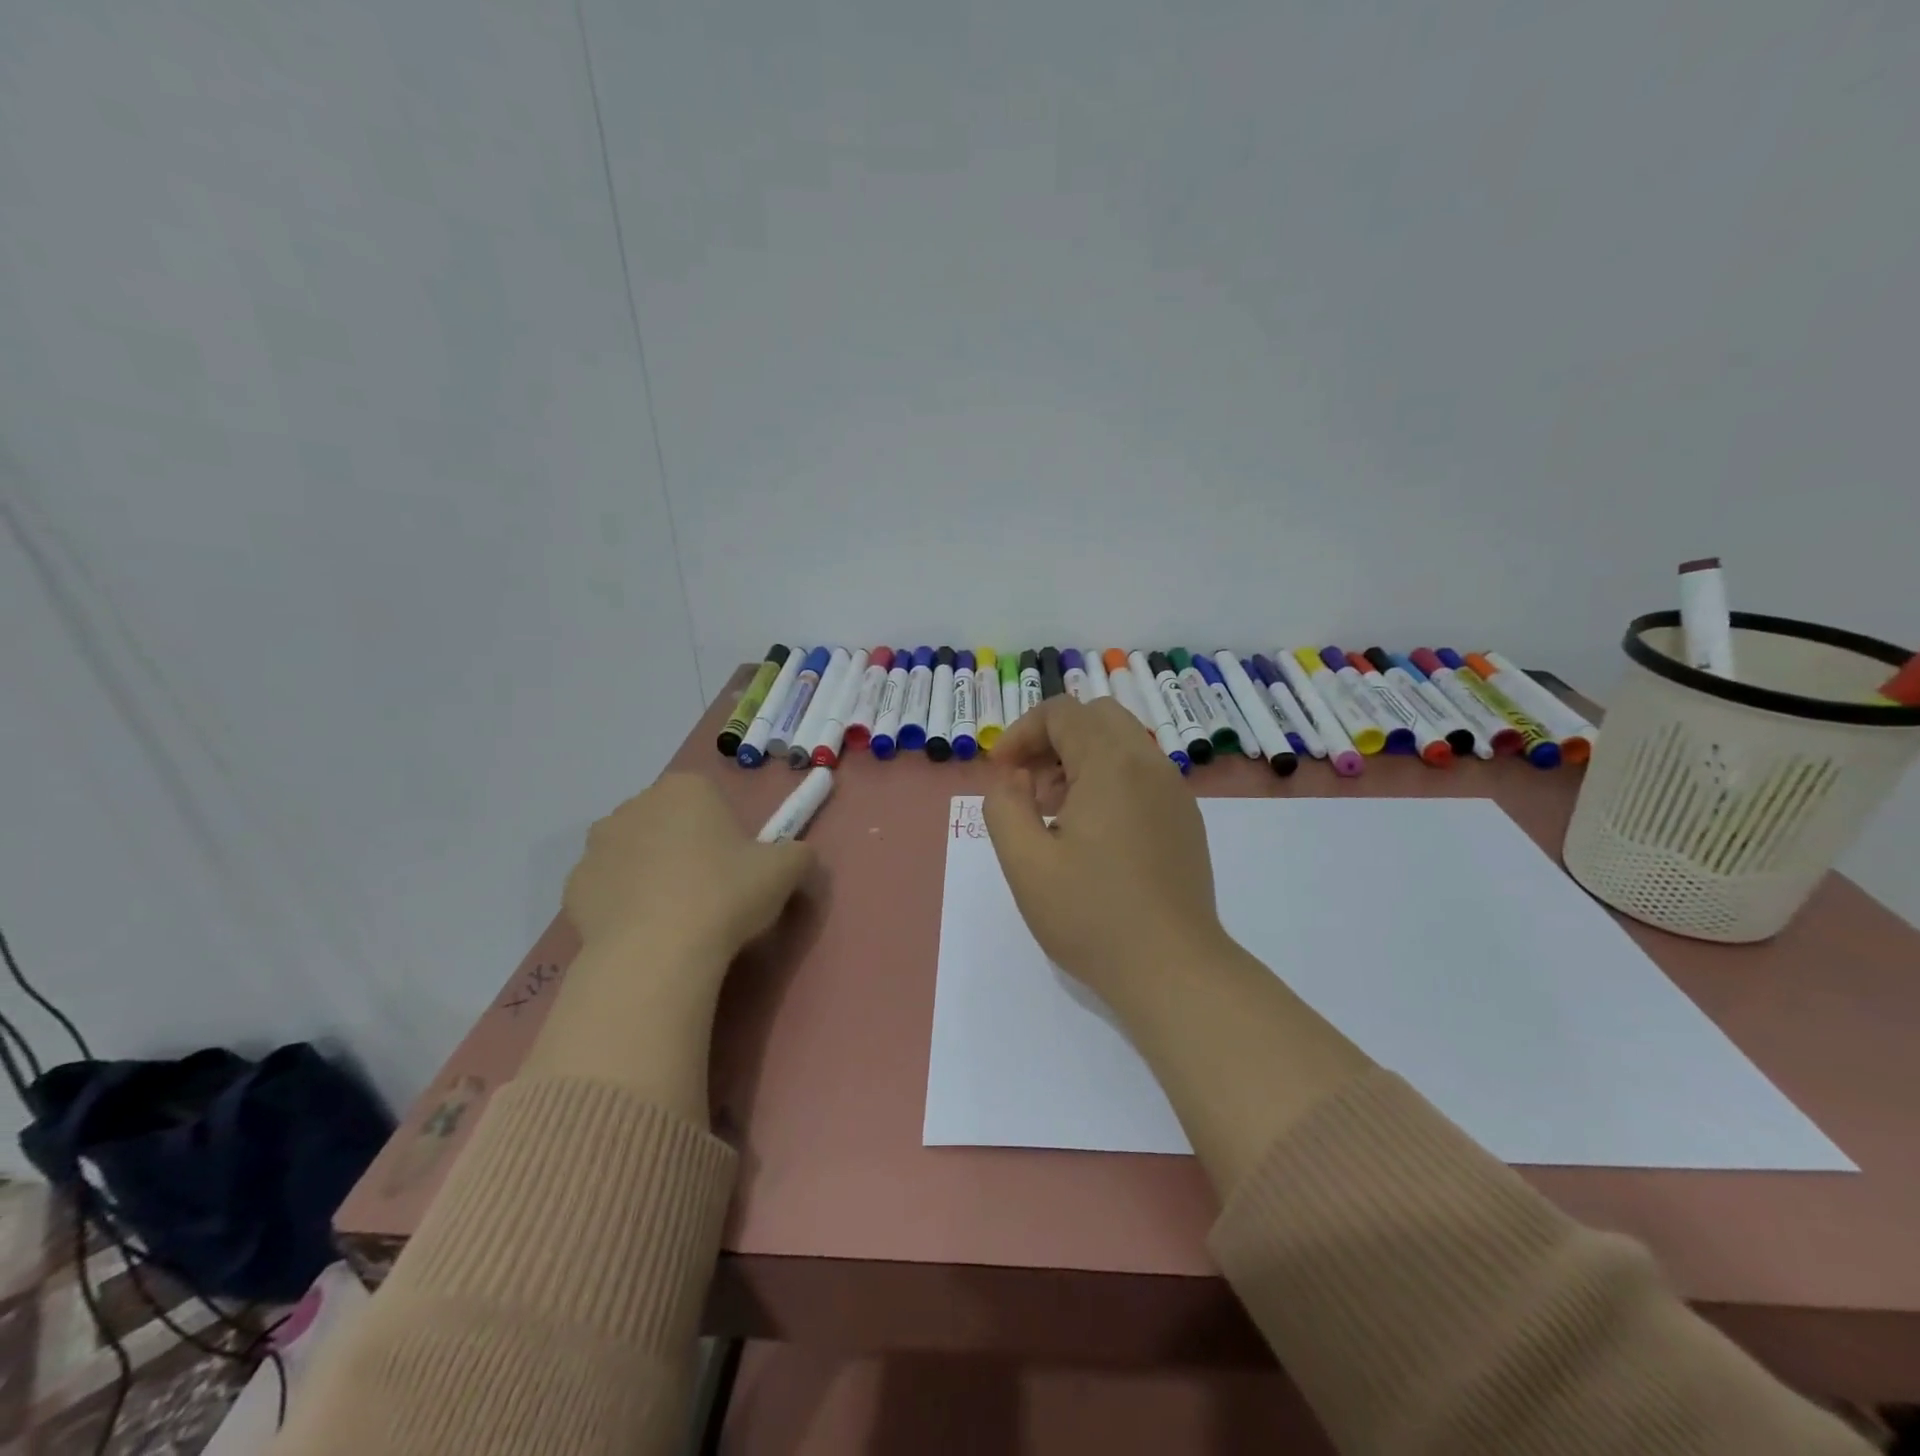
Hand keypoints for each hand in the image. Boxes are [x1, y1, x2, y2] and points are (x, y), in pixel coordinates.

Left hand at [564, 774, 813, 965]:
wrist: (657, 952)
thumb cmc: (726, 894)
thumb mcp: (787, 869)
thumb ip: (798, 853)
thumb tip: (797, 857)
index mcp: (686, 788)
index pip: (710, 800)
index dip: (727, 833)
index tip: (738, 867)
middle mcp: (635, 804)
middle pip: (669, 823)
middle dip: (685, 847)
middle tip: (711, 891)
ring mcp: (597, 845)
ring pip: (634, 853)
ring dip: (650, 872)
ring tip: (675, 916)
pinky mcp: (573, 886)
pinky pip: (608, 888)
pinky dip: (623, 903)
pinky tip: (644, 931)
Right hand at [984, 695, 1229, 997]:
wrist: (1172, 969)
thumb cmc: (1091, 916)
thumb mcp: (1025, 862)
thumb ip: (1004, 806)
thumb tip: (1015, 779)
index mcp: (1110, 764)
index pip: (1062, 712)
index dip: (1021, 732)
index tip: (1000, 772)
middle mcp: (1148, 764)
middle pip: (1096, 717)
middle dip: (1053, 739)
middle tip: (1028, 786)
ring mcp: (1174, 791)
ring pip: (1121, 744)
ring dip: (1080, 759)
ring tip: (1054, 813)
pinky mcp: (1185, 818)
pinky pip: (1141, 774)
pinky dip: (1108, 780)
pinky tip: (1092, 833)